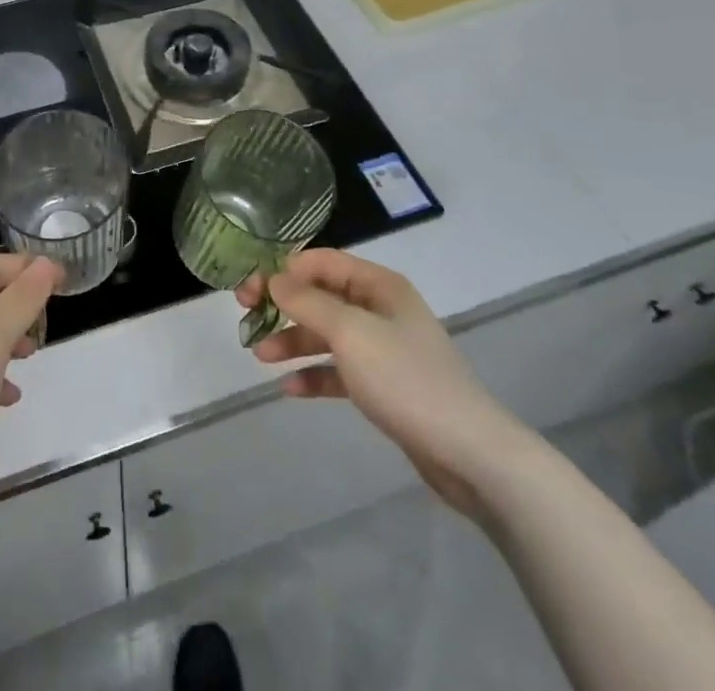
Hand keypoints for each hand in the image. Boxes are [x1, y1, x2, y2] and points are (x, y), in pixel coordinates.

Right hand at [239, 249, 535, 518]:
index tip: (249, 288)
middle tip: (245, 317)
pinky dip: (315, 374)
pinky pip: (340, 370)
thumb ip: (307, 302)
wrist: (469, 453)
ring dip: (293, 341)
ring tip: (260, 356)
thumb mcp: (350, 332)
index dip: (283, 270)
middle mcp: (380, 309)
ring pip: (327, 334)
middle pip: (321, 296)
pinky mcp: (385, 385)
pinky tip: (289, 388)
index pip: (321, 262)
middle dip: (283, 306)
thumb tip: (274, 279)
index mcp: (378, 285)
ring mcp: (384, 348)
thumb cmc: (406, 379)